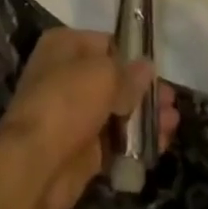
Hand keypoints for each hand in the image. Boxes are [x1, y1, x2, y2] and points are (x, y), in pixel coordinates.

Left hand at [0, 28, 178, 208]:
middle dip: (143, 91)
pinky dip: (136, 142)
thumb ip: (129, 73)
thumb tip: (147, 68)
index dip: (132, 56)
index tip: (157, 71)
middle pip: (114, 79)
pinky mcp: (81, 149)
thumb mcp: (103, 76)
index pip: (106, 44)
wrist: (35, 164)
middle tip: (171, 102)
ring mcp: (74, 114)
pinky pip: (115, 141)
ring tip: (172, 123)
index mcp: (65, 46)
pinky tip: (161, 144)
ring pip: (117, 111)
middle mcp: (67, 75)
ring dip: (145, 117)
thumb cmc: (67, 101)